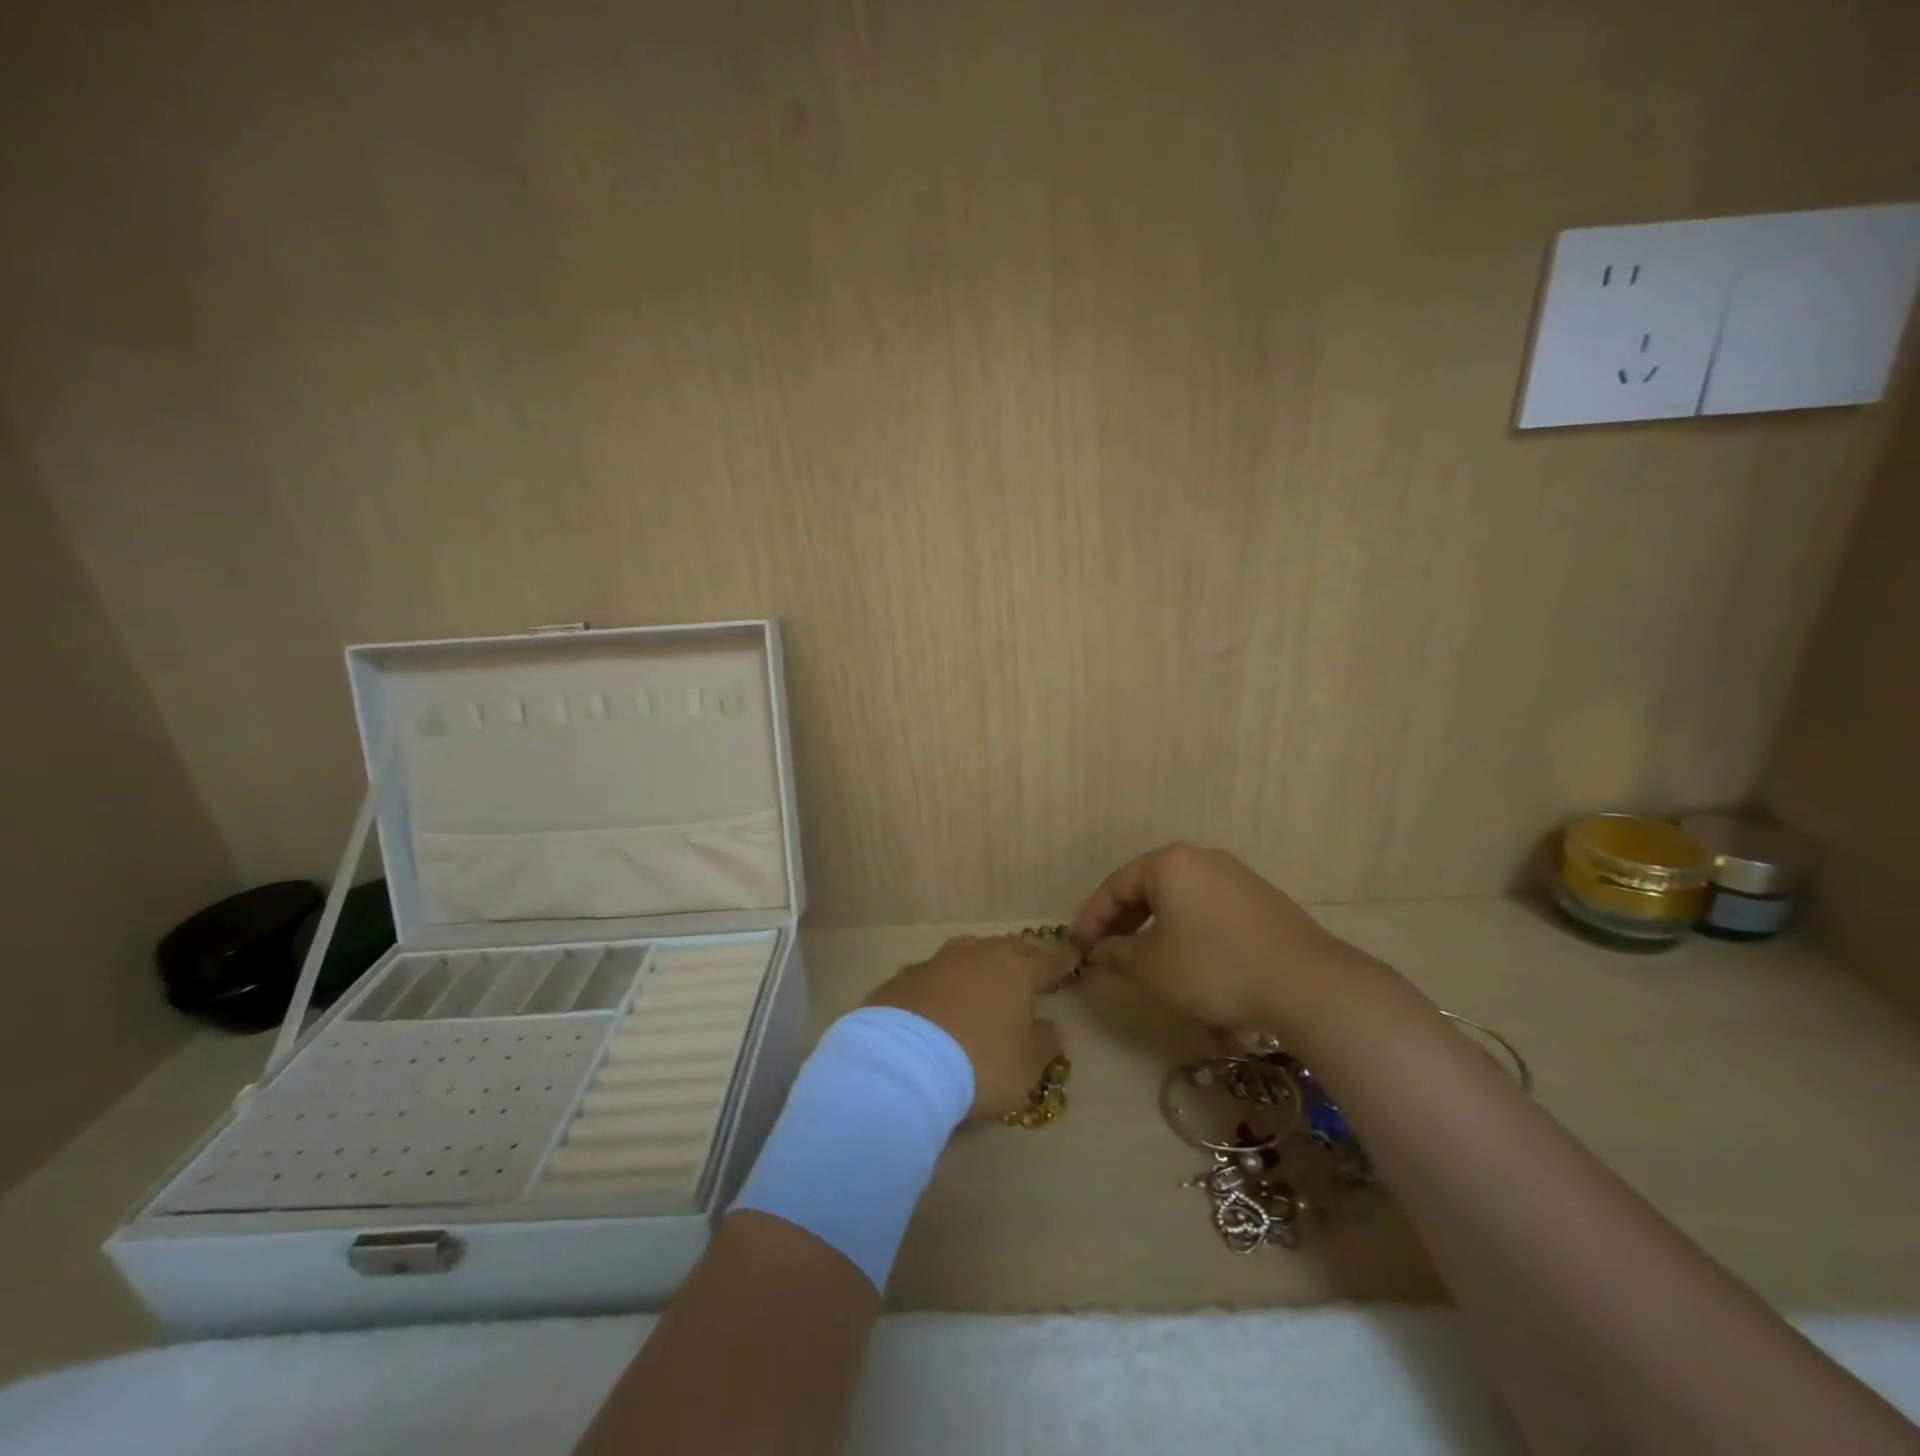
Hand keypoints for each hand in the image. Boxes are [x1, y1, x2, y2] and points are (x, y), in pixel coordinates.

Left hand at [863, 936, 1064, 1118]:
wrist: (901, 1064)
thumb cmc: (981, 1062)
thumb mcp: (1028, 1066)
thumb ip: (1045, 1042)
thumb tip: (1047, 1026)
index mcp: (1014, 967)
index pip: (1046, 962)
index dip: (1057, 970)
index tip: (1065, 972)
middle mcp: (974, 953)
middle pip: (1002, 953)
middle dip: (1013, 967)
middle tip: (1019, 986)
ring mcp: (933, 962)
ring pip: (962, 962)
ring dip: (972, 977)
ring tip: (974, 1001)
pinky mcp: (900, 980)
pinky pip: (928, 983)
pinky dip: (937, 995)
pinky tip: (934, 1018)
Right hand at [1070, 843, 1372, 1032]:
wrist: (1306, 983)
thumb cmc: (1214, 967)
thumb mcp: (1153, 966)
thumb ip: (1118, 954)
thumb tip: (1101, 951)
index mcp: (1168, 863)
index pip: (1115, 886)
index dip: (1091, 918)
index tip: (1077, 946)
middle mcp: (1200, 858)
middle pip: (1147, 886)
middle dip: (1121, 919)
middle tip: (1104, 949)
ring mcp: (1234, 875)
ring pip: (1177, 896)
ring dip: (1153, 923)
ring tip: (1141, 955)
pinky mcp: (1259, 898)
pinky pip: (1205, 905)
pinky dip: (1184, 926)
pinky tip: (1185, 955)